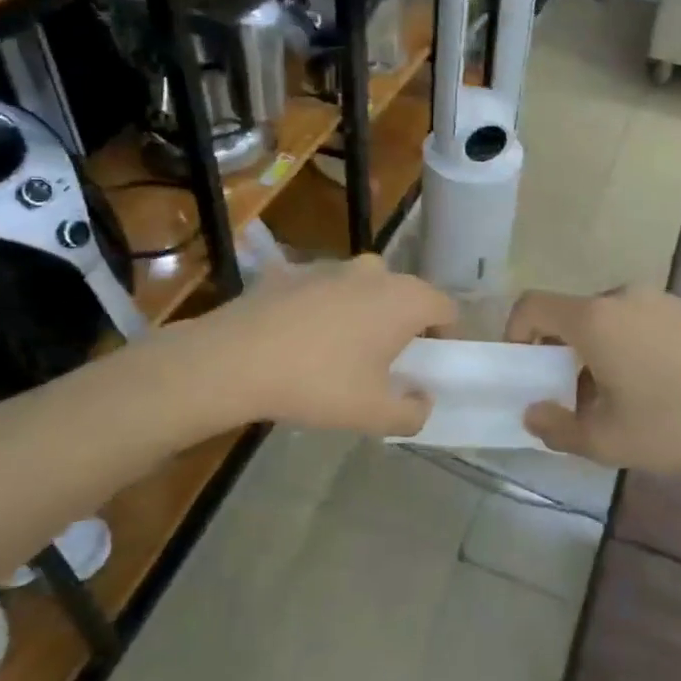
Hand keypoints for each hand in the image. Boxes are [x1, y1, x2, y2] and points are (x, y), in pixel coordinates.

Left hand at [192, 255, 455, 436]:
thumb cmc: (318, 383)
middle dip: (403, 325)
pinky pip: (322, 290)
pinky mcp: (292, 270)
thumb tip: (422, 400)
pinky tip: (300, 339)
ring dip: (364, 313)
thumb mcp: (373, 414)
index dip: (446, 336)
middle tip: (387, 362)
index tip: (430, 364)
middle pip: (405, 295)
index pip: (446, 308)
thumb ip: (412, 413)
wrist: (234, 359)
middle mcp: (375, 272)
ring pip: (364, 288)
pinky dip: (323, 308)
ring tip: (340, 351)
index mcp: (404, 299)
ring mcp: (331, 266)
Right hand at [505, 287, 680, 473]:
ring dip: (597, 351)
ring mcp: (660, 299)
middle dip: (561, 353)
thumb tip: (533, 413)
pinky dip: (629, 345)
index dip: (516, 334)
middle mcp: (623, 296)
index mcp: (594, 319)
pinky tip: (657, 386)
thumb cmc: (676, 424)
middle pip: (572, 315)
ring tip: (619, 398)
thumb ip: (557, 428)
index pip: (533, 305)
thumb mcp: (608, 440)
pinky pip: (640, 321)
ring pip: (608, 320)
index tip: (528, 372)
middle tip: (575, 399)